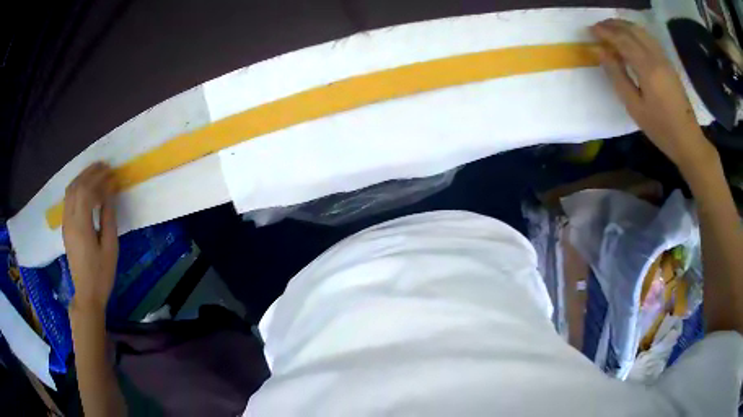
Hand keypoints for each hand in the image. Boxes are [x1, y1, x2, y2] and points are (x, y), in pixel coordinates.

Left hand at [63, 162, 118, 315]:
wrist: (86, 294)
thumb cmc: (101, 274)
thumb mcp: (110, 248)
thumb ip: (108, 219)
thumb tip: (109, 195)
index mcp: (81, 226)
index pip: (86, 191)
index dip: (99, 178)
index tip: (112, 174)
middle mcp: (69, 220)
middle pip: (76, 186)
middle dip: (90, 173)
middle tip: (105, 166)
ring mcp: (65, 223)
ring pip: (70, 190)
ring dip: (82, 177)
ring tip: (96, 172)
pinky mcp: (65, 227)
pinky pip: (68, 199)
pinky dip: (77, 187)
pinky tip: (86, 188)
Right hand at [591, 19, 717, 169]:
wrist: (688, 139)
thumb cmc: (660, 128)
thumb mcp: (635, 107)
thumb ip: (617, 76)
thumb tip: (600, 52)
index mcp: (647, 68)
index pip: (622, 39)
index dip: (605, 32)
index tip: (590, 30)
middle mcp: (656, 57)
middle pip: (631, 30)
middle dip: (613, 25)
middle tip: (598, 27)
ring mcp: (664, 58)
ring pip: (641, 31)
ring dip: (624, 26)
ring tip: (611, 29)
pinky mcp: (668, 63)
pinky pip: (649, 38)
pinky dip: (636, 33)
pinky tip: (630, 38)